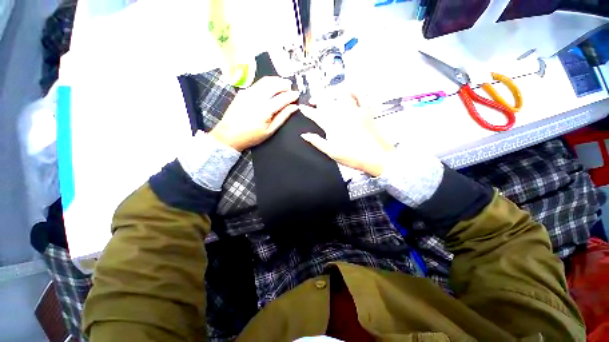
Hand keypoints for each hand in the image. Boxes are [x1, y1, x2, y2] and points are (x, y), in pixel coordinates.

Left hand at [210, 77, 299, 150]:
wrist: (229, 135)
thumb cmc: (251, 136)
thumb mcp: (270, 130)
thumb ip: (283, 117)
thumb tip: (294, 107)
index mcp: (265, 110)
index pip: (282, 98)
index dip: (291, 95)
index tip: (297, 94)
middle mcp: (256, 98)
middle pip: (274, 84)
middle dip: (284, 84)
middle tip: (290, 88)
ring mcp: (248, 92)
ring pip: (265, 80)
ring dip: (276, 81)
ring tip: (282, 85)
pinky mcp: (243, 92)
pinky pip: (258, 83)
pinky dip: (267, 83)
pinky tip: (270, 88)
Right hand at [299, 93, 394, 176]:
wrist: (377, 157)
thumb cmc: (353, 156)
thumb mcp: (331, 152)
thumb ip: (317, 141)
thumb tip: (305, 135)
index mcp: (332, 125)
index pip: (315, 114)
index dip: (307, 111)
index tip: (302, 108)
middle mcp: (342, 114)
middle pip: (326, 101)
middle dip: (317, 98)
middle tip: (312, 101)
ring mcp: (355, 111)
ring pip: (341, 95)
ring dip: (332, 93)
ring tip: (328, 95)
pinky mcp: (367, 111)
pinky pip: (361, 95)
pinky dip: (355, 90)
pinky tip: (350, 89)